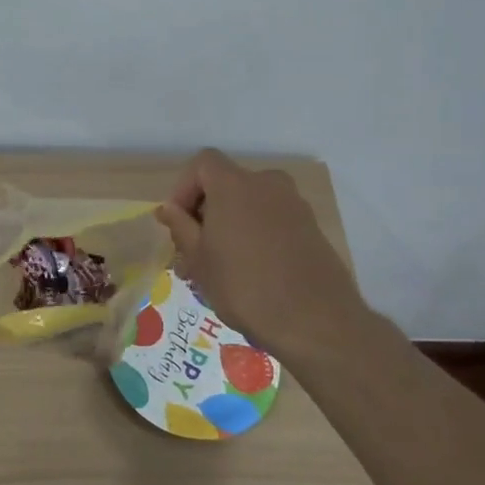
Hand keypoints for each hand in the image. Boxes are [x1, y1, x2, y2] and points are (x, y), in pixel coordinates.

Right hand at [155, 149, 365, 351]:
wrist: (315, 321)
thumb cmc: (244, 286)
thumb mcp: (199, 259)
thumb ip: (181, 227)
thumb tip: (169, 209)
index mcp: (234, 184)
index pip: (203, 163)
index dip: (184, 188)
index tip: (177, 223)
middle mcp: (267, 184)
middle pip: (227, 184)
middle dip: (205, 213)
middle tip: (193, 253)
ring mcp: (294, 205)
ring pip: (250, 205)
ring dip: (230, 226)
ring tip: (219, 268)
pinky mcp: (312, 228)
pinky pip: (273, 220)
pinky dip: (256, 235)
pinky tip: (251, 272)